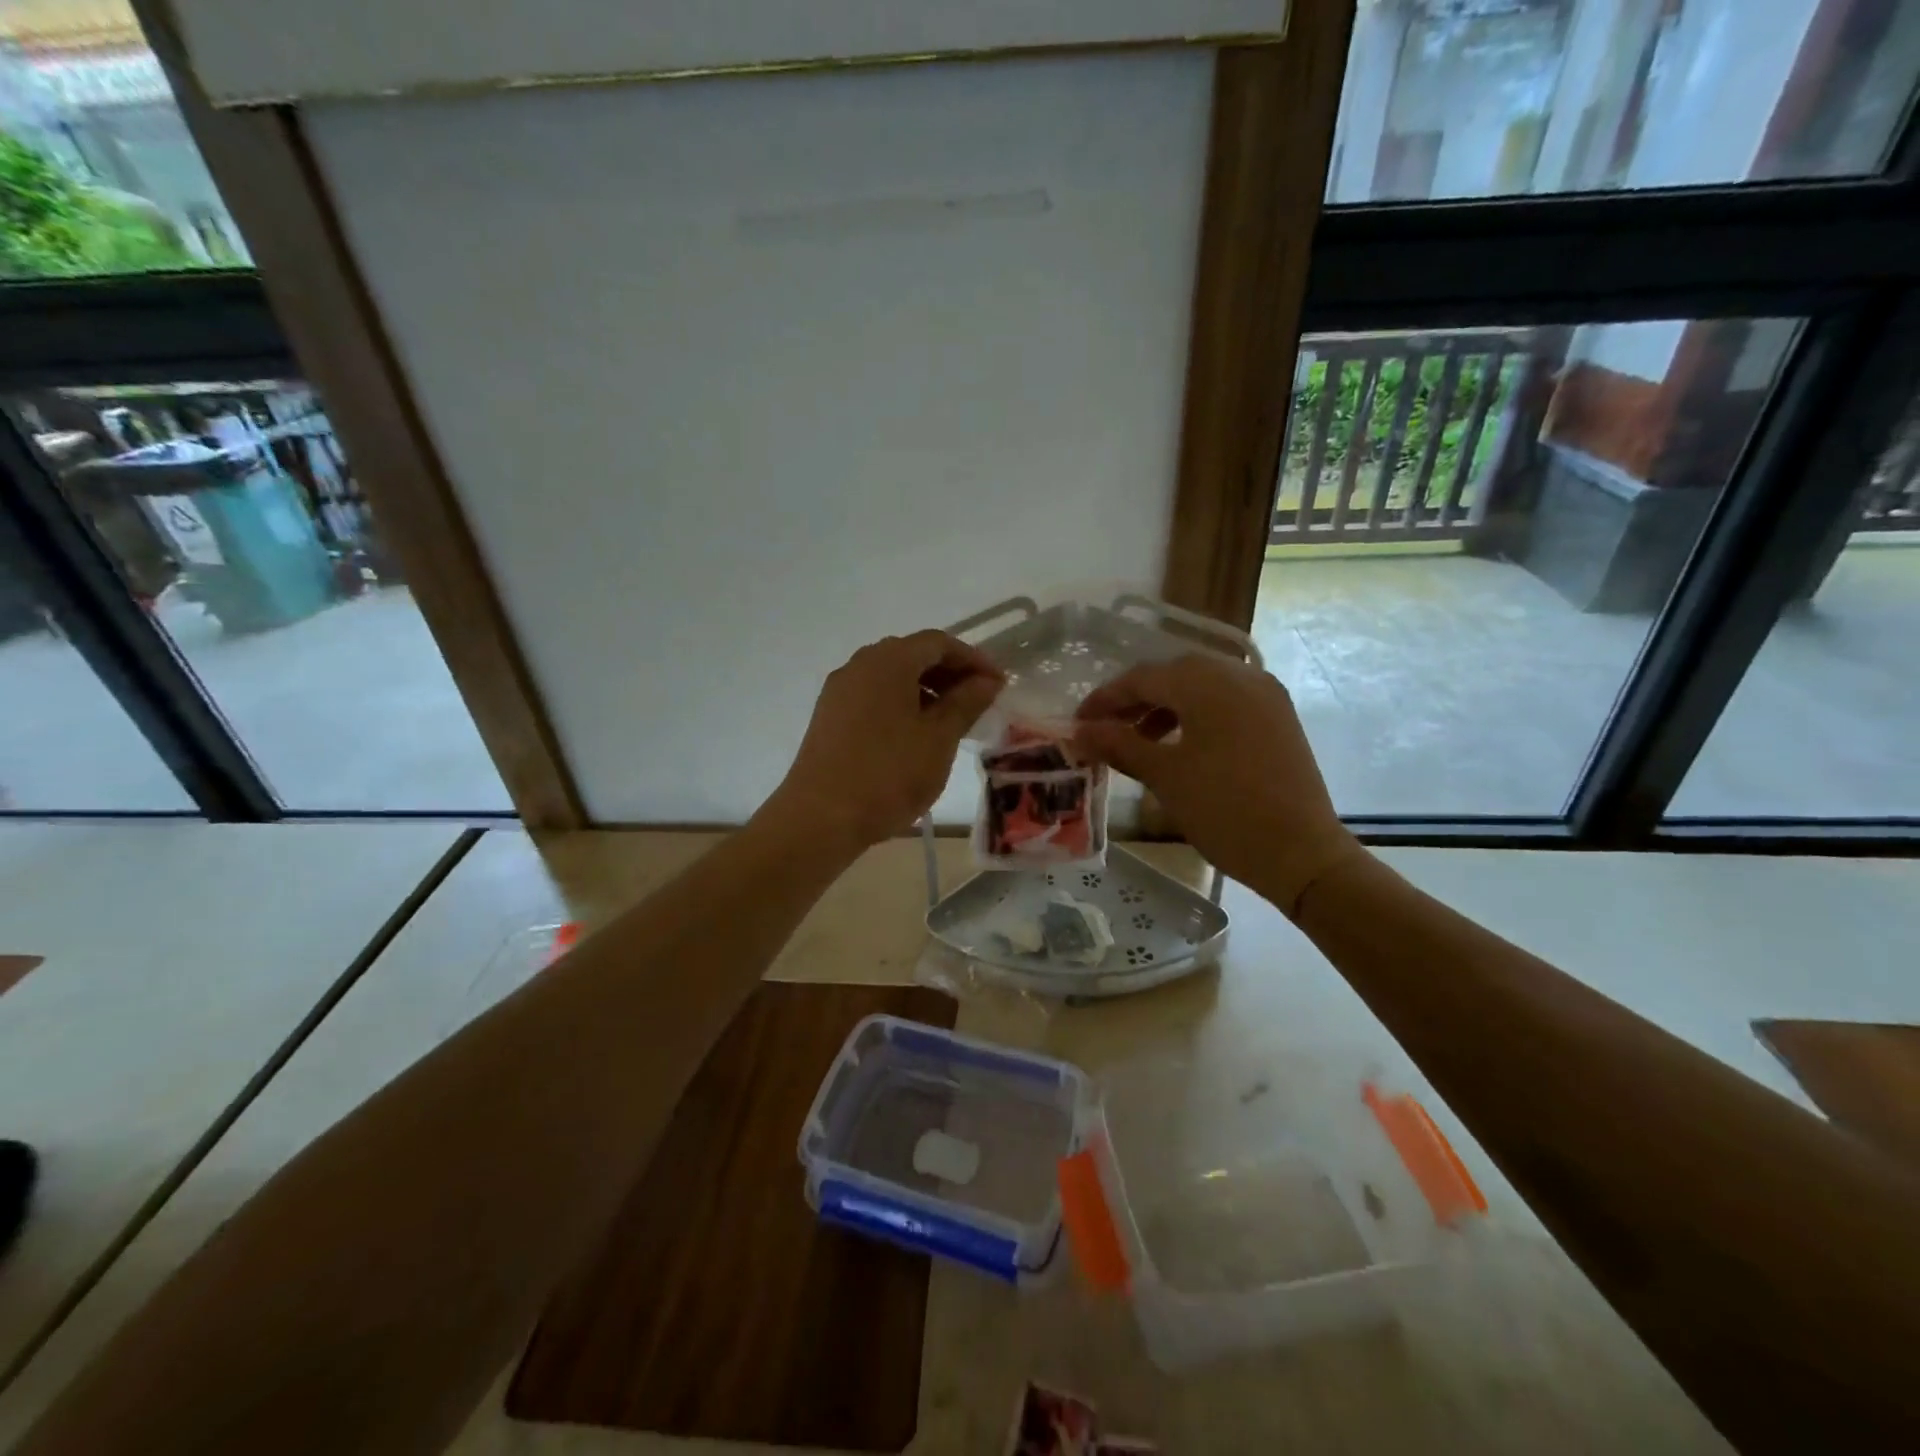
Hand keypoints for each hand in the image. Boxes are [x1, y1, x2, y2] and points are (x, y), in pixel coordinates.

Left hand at [767, 630, 1003, 849]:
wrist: (820, 818)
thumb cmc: (888, 774)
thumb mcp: (939, 739)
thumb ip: (966, 703)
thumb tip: (986, 680)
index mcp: (888, 661)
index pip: (938, 643)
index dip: (973, 659)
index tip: (998, 685)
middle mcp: (859, 665)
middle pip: (912, 655)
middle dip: (949, 674)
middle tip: (978, 702)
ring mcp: (839, 691)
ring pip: (891, 678)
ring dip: (925, 691)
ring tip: (951, 723)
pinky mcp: (829, 717)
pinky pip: (873, 697)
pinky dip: (901, 705)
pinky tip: (916, 737)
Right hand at [1072, 655, 1361, 913]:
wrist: (1301, 853)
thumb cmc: (1224, 810)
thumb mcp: (1164, 776)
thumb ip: (1119, 745)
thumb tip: (1080, 732)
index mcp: (1207, 683)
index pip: (1142, 677)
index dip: (1105, 699)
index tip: (1078, 724)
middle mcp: (1239, 675)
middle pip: (1173, 675)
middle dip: (1134, 699)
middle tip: (1105, 729)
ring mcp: (1265, 693)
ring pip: (1201, 686)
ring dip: (1164, 706)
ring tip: (1139, 740)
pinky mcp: (1278, 715)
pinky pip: (1226, 700)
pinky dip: (1196, 713)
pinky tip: (1180, 744)